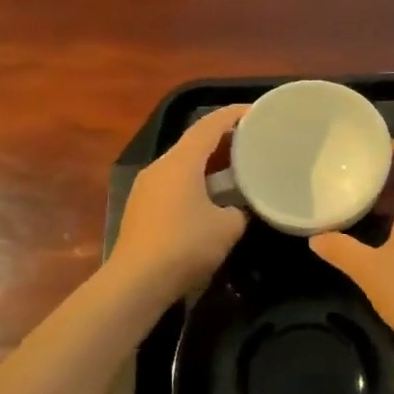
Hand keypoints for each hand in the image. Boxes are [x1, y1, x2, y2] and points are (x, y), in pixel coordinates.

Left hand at [111, 105, 249, 296]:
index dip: (234, 114)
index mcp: (181, 161)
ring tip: (236, 170)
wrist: (136, 281)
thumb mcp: (227, 227)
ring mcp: (146, 187)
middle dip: (224, 140)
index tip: (257, 112)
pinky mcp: (141, 209)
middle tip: (253, 143)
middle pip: (194, 142)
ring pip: (183, 165)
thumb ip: (239, 210)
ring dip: (209, 164)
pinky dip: (195, 182)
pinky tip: (211, 199)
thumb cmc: (185, 246)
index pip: (210, 124)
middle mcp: (160, 166)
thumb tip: (238, 209)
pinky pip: (173, 184)